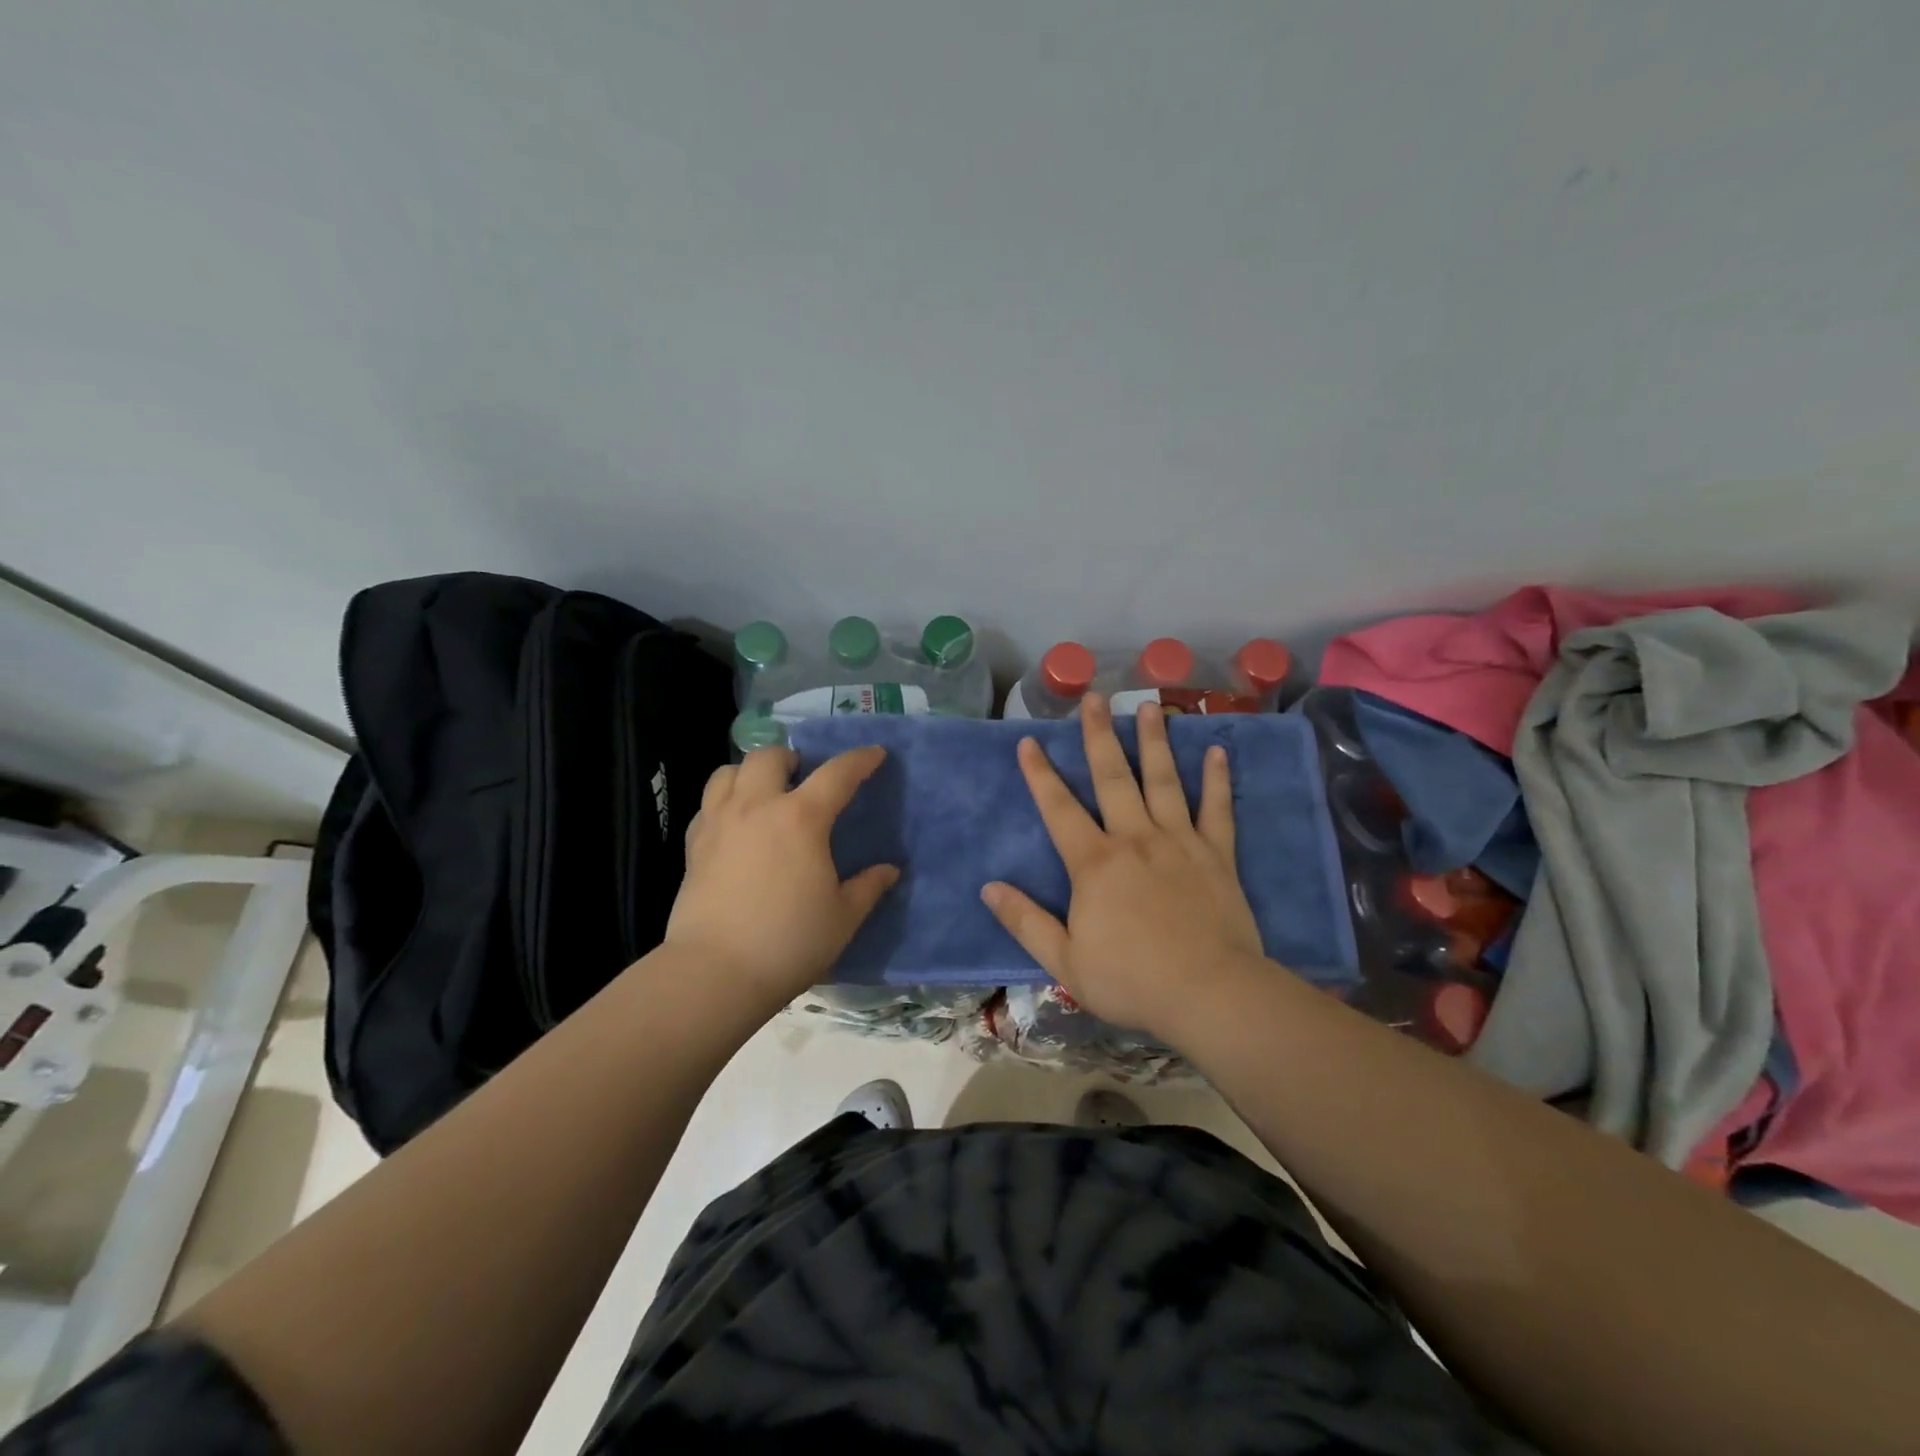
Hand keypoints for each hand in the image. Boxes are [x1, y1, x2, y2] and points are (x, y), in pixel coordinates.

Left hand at [666, 745, 897, 1011]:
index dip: (860, 760)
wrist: (715, 973)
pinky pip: (707, 805)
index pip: (837, 774)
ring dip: (750, 773)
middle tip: (804, 778)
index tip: (875, 754)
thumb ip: (868, 887)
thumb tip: (889, 870)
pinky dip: (724, 802)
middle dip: (792, 758)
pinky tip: (735, 826)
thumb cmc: (789, 942)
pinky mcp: (693, 846)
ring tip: (764, 794)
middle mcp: (757, 807)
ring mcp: (719, 823)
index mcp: (801, 818)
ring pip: (728, 772)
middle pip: (770, 756)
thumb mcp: (843, 917)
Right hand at [981, 695, 1267, 1041]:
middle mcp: (1135, 838)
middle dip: (1099, 735)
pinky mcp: (1217, 855)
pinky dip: (1218, 780)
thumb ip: (1025, 921)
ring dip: (1155, 741)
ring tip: (1149, 706)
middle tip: (1095, 697)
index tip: (1029, 741)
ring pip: (1165, 781)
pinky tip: (1218, 751)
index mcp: (1094, 863)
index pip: (1059, 808)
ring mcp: (1180, 842)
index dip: (1040, 774)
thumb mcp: (1065, 960)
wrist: (1210, 994)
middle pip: (1113, 777)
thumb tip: (988, 888)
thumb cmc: (1132, 980)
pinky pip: (1218, 809)